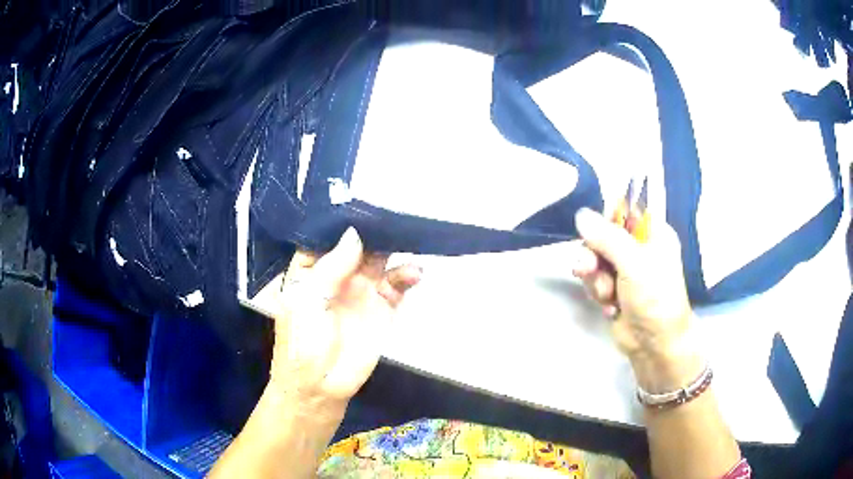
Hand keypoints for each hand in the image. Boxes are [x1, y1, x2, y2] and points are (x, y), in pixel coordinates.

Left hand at [268, 228, 421, 417]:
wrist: (321, 386)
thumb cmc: (302, 341)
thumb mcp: (308, 300)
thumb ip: (333, 265)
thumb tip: (356, 233)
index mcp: (311, 268)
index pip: (327, 235)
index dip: (341, 218)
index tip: (360, 197)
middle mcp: (338, 273)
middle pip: (358, 243)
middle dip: (374, 227)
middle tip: (393, 209)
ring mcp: (362, 289)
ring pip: (381, 259)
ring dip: (395, 247)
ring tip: (409, 236)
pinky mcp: (383, 307)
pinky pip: (398, 283)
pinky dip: (408, 274)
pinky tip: (414, 272)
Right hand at [572, 208, 700, 391]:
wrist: (655, 344)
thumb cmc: (655, 298)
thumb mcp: (634, 263)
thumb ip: (607, 237)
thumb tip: (581, 214)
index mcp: (653, 233)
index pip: (624, 210)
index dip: (606, 219)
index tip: (593, 231)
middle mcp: (639, 247)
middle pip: (603, 235)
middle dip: (593, 254)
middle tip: (587, 269)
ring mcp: (625, 269)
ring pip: (595, 259)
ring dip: (595, 278)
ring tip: (605, 295)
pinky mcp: (614, 288)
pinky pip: (594, 279)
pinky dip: (598, 292)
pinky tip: (609, 306)